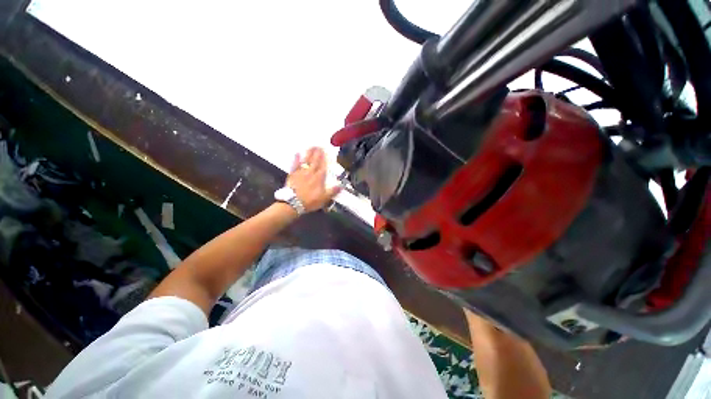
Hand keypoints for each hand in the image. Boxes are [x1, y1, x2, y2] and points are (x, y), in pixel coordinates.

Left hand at [286, 147, 340, 211]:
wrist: (293, 203)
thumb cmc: (310, 201)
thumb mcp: (324, 198)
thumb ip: (333, 191)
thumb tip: (341, 186)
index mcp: (319, 178)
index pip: (323, 166)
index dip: (324, 158)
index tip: (325, 151)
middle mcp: (310, 173)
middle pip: (315, 161)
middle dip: (317, 153)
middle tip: (319, 145)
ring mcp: (301, 172)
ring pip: (306, 160)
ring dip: (309, 153)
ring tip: (311, 147)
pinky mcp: (293, 174)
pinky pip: (295, 165)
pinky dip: (296, 159)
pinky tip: (297, 153)